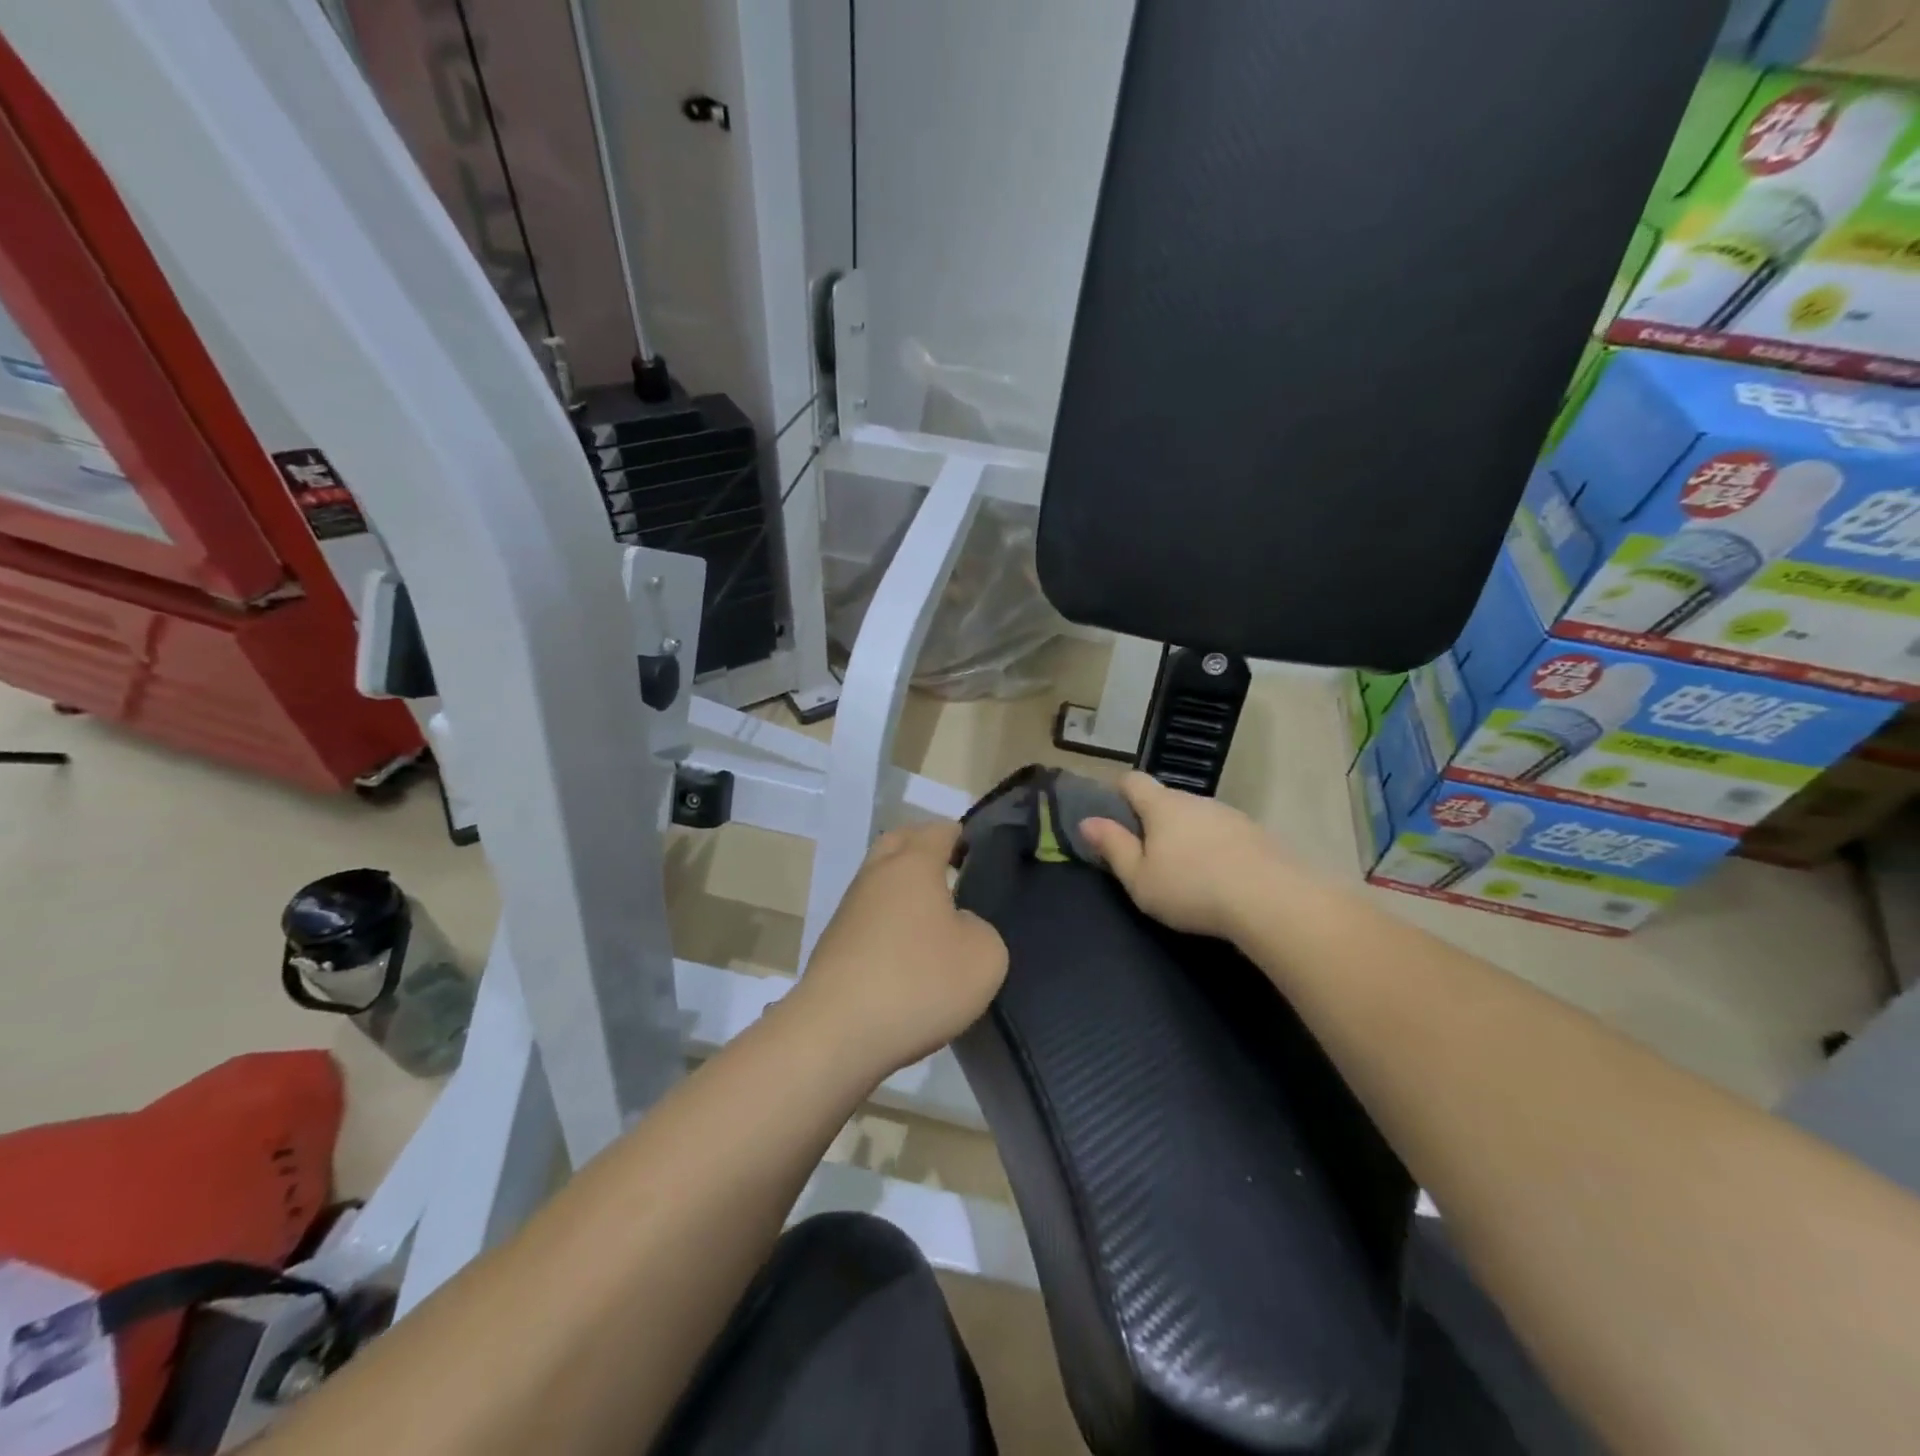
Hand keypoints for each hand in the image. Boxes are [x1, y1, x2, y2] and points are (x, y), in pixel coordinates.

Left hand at [793, 822, 1008, 1077]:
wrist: (837, 1032)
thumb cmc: (918, 982)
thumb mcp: (985, 956)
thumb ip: (982, 929)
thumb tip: (957, 926)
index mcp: (913, 863)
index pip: (939, 830)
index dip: (962, 838)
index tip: (981, 858)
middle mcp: (876, 874)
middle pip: (900, 843)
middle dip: (925, 849)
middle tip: (954, 874)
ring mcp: (849, 909)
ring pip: (880, 881)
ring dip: (903, 889)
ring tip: (934, 920)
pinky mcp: (834, 943)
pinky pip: (869, 917)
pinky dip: (888, 923)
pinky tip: (906, 954)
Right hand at [1080, 772, 1289, 941]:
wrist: (1272, 900)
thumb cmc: (1191, 888)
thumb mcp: (1139, 878)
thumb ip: (1113, 847)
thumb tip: (1088, 821)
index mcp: (1162, 805)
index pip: (1133, 780)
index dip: (1118, 790)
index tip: (1110, 812)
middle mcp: (1196, 800)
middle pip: (1166, 799)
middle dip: (1153, 819)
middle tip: (1146, 853)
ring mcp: (1231, 815)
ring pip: (1197, 817)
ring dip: (1186, 834)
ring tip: (1185, 870)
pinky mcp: (1258, 835)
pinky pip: (1224, 834)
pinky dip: (1215, 848)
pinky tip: (1219, 878)